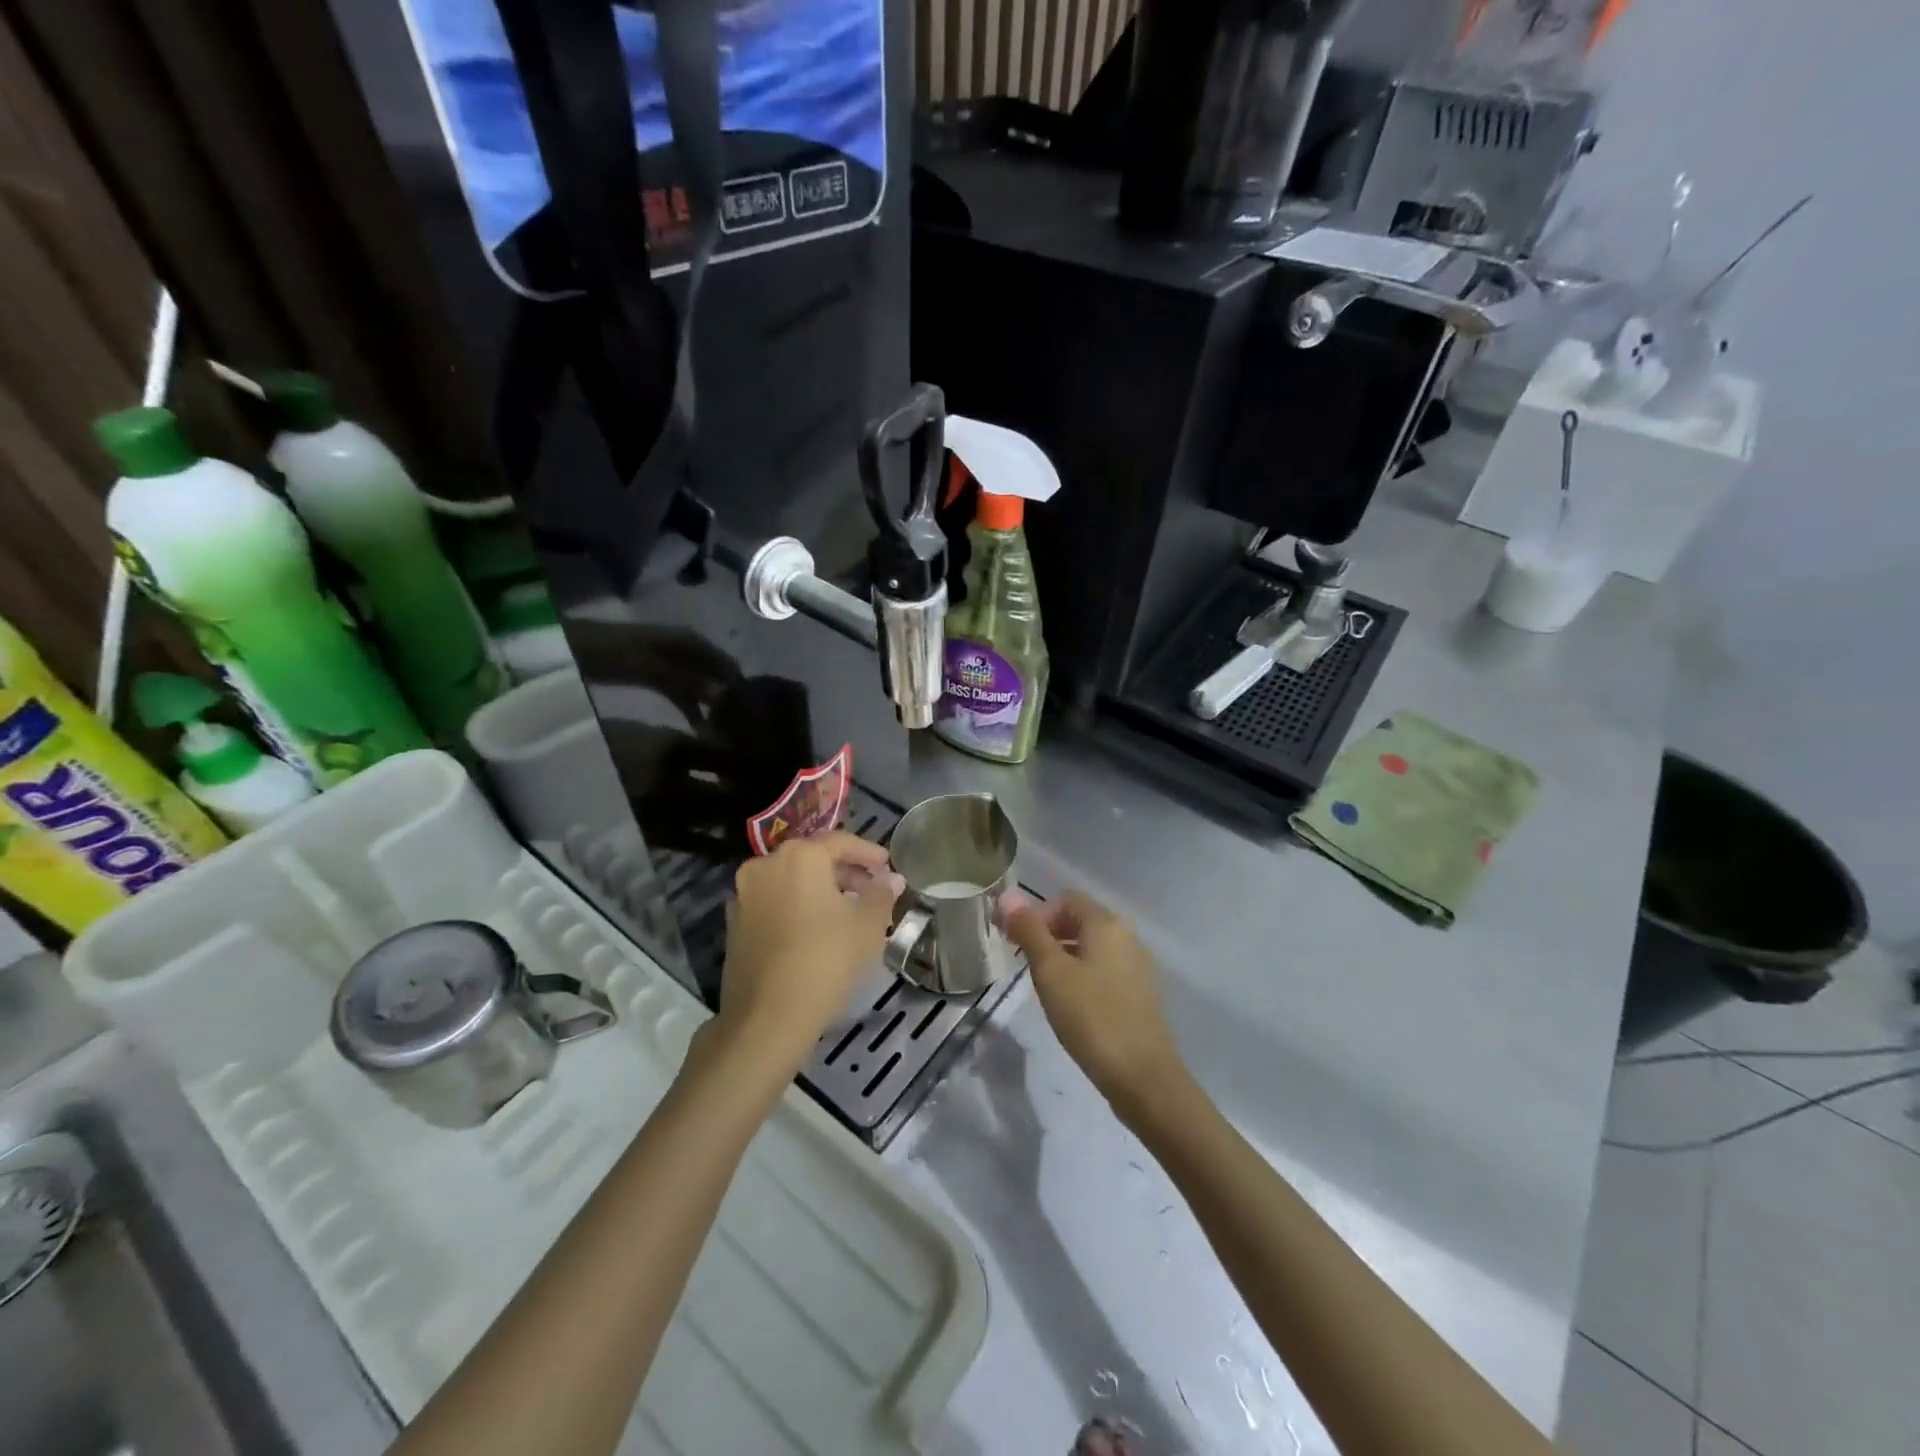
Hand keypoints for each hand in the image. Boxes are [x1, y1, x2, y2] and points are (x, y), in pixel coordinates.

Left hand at [715, 831, 902, 1072]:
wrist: (766, 1019)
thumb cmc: (824, 961)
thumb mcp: (867, 927)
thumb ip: (881, 895)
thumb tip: (892, 879)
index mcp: (799, 857)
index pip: (840, 842)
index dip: (868, 853)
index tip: (888, 867)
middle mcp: (766, 865)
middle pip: (812, 858)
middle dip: (844, 871)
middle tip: (870, 890)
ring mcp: (744, 894)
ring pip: (790, 880)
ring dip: (819, 889)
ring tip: (846, 911)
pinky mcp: (734, 923)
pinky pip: (773, 902)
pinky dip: (796, 905)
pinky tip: (815, 930)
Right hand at [1003, 889, 1184, 1112]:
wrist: (1142, 1076)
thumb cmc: (1091, 1017)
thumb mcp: (1051, 972)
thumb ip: (1030, 931)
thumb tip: (1008, 896)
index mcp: (1107, 924)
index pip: (1067, 899)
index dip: (1038, 914)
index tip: (1017, 943)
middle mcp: (1128, 936)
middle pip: (1081, 920)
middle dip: (1050, 935)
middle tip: (1026, 964)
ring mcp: (1138, 964)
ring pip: (1094, 946)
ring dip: (1066, 956)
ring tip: (1046, 987)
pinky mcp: (1141, 992)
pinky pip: (1106, 968)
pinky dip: (1085, 974)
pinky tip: (1073, 1004)